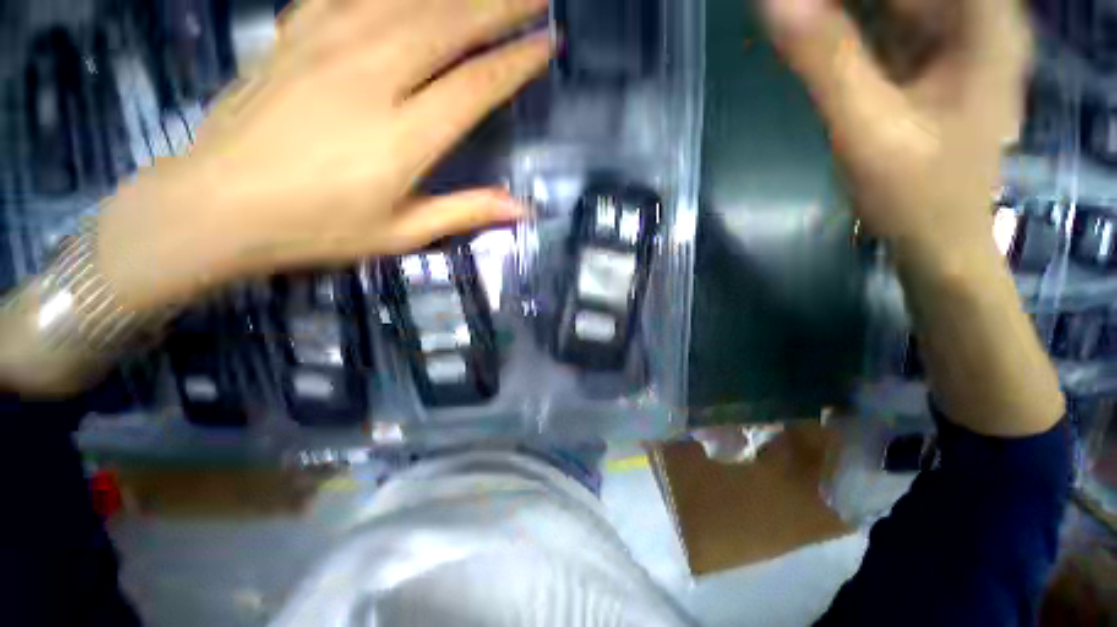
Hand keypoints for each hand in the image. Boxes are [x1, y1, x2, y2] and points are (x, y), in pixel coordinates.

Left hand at [98, 0, 551, 310]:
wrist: (217, 205)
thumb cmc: (317, 228)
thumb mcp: (403, 233)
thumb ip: (466, 212)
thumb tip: (521, 208)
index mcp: (403, 136)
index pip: (475, 85)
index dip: (516, 62)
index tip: (547, 45)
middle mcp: (372, 76)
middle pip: (448, 24)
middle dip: (500, 4)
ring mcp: (328, 45)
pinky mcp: (295, 34)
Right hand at [761, 0, 1029, 271]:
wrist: (939, 239)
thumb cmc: (917, 195)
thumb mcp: (869, 129)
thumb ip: (825, 61)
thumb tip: (774, 4)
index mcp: (983, 19)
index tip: (800, 4)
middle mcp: (976, 15)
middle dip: (837, 1)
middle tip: (792, 13)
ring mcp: (956, 37)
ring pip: (891, 1)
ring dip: (839, 9)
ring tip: (797, 19)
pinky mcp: (933, 59)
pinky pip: (887, 21)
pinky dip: (849, 24)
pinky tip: (816, 32)